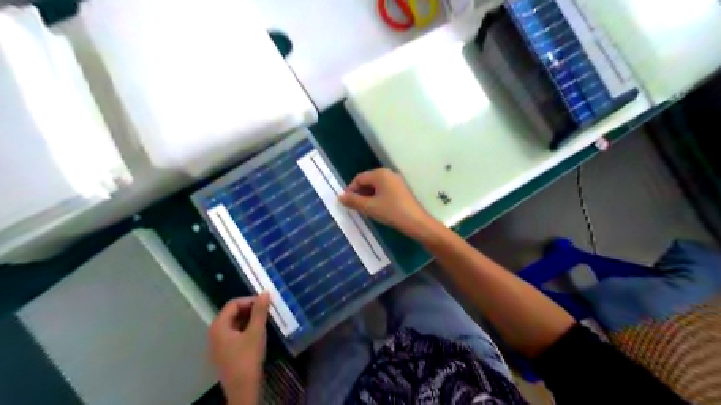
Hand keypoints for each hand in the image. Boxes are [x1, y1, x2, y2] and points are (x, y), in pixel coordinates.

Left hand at [209, 293, 269, 402]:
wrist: (242, 389)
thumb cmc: (248, 358)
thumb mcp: (256, 332)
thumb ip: (260, 311)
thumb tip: (264, 292)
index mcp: (218, 326)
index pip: (233, 304)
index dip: (250, 300)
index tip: (265, 303)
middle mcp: (214, 333)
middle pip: (232, 313)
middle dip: (250, 309)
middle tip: (267, 310)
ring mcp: (218, 344)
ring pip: (234, 324)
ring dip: (249, 319)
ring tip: (265, 320)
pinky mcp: (224, 353)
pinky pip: (234, 334)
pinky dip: (245, 329)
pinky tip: (258, 333)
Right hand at [339, 167, 435, 239]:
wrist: (416, 222)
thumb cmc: (391, 212)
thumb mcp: (369, 207)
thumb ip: (353, 201)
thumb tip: (340, 197)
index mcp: (380, 174)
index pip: (359, 178)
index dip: (350, 190)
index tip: (346, 203)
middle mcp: (388, 174)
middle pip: (368, 181)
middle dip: (359, 193)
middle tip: (354, 207)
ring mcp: (396, 181)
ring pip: (376, 186)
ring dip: (368, 196)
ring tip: (364, 209)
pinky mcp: (401, 190)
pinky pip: (384, 190)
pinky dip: (377, 197)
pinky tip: (376, 209)